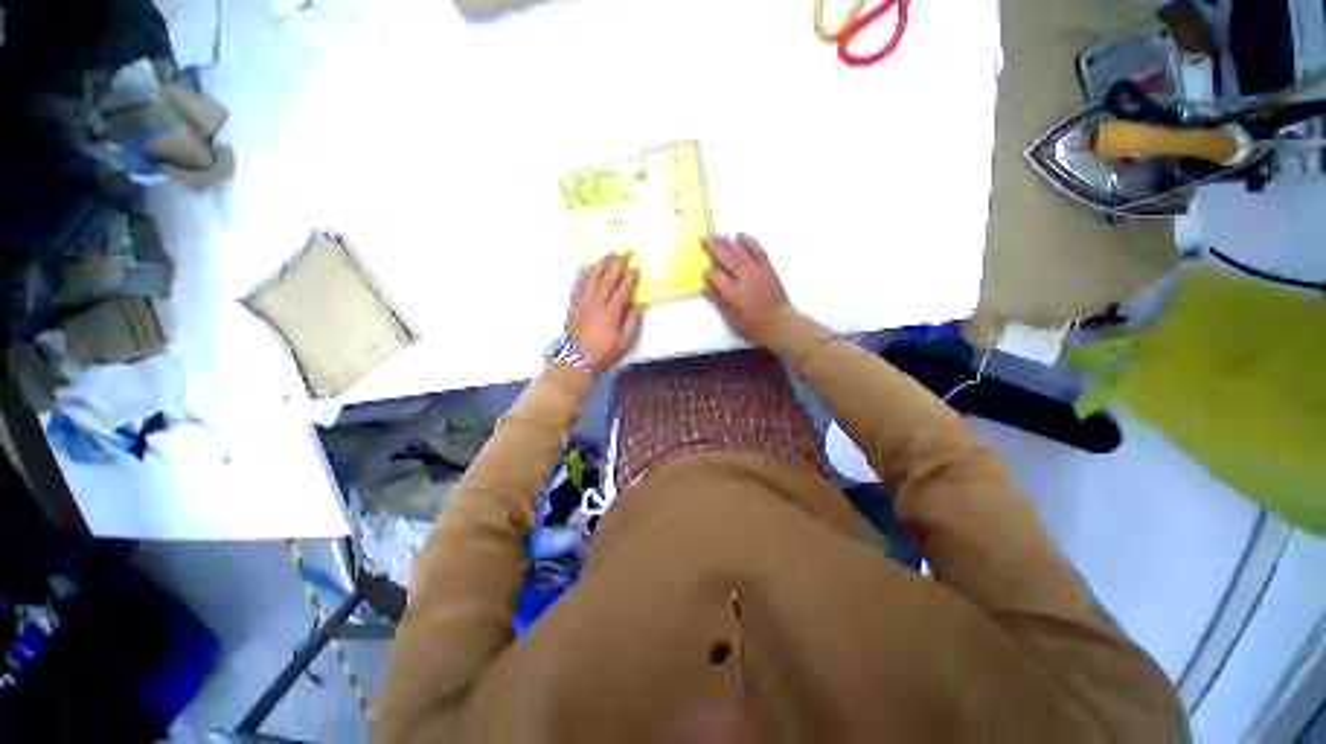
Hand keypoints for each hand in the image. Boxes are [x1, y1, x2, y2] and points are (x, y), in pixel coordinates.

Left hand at [566, 252, 643, 371]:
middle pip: (608, 277)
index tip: (637, 267)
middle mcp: (597, 301)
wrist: (578, 359)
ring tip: (609, 255)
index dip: (631, 276)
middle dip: (618, 263)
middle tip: (626, 252)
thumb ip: (632, 321)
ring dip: (601, 263)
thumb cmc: (604, 352)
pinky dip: (583, 275)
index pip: (623, 287)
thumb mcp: (625, 342)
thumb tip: (639, 304)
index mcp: (611, 311)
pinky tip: (587, 270)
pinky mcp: (573, 305)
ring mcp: (583, 301)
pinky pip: (577, 285)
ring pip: (592, 276)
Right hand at [703, 233, 793, 346]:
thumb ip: (718, 302)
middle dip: (713, 248)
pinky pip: (758, 250)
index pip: (715, 276)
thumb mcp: (731, 319)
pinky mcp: (767, 268)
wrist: (780, 324)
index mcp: (733, 293)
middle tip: (702, 240)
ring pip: (739, 251)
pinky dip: (749, 241)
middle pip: (725, 258)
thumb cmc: (754, 327)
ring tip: (715, 235)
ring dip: (726, 242)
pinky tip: (740, 235)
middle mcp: (744, 278)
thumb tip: (706, 288)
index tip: (705, 277)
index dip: (707, 274)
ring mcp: (757, 271)